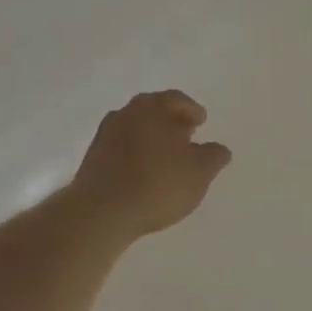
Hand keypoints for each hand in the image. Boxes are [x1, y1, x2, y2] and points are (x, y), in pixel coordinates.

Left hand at [68, 91, 230, 240]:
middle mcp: (126, 112)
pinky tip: (144, 173)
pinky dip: (135, 154)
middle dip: (170, 122)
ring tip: (166, 158)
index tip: (201, 122)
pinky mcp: (92, 158)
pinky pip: (121, 148)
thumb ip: (213, 156)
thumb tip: (220, 149)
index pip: (176, 99)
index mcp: (153, 106)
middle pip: (153, 111)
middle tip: (185, 136)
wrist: (103, 211)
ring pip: (135, 128)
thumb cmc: (158, 184)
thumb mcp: (199, 173)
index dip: (191, 110)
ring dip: (151, 138)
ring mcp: (105, 134)